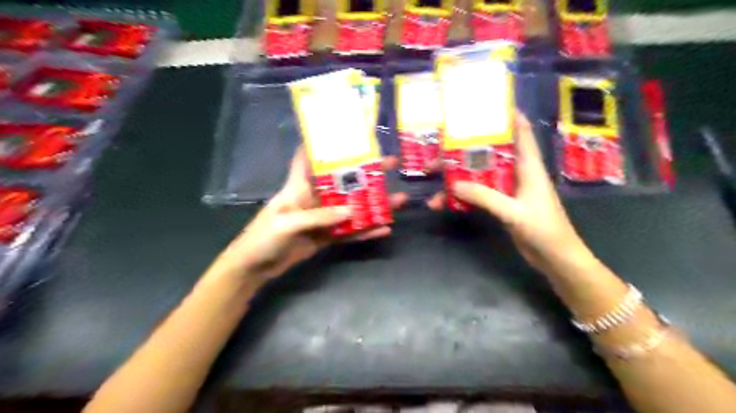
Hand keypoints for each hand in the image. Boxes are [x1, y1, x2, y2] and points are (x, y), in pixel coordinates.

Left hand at [213, 148, 407, 283]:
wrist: (255, 268)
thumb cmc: (262, 238)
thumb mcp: (287, 223)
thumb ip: (318, 217)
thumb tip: (351, 212)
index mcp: (299, 186)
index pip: (310, 157)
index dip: (324, 142)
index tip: (348, 131)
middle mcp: (314, 197)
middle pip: (343, 181)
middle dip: (366, 172)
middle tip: (391, 165)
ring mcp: (323, 218)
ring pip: (352, 207)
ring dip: (373, 204)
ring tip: (399, 199)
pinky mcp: (327, 237)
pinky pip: (350, 233)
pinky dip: (365, 231)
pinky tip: (384, 229)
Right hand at [429, 114, 593, 271]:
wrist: (554, 258)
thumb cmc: (543, 229)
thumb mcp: (513, 211)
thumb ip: (484, 197)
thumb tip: (453, 184)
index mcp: (528, 166)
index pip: (521, 132)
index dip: (508, 115)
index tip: (486, 105)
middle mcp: (517, 172)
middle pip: (489, 154)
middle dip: (465, 151)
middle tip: (439, 151)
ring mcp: (508, 189)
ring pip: (479, 175)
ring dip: (458, 177)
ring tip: (434, 179)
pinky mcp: (502, 204)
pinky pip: (478, 194)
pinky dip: (462, 196)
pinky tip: (444, 202)